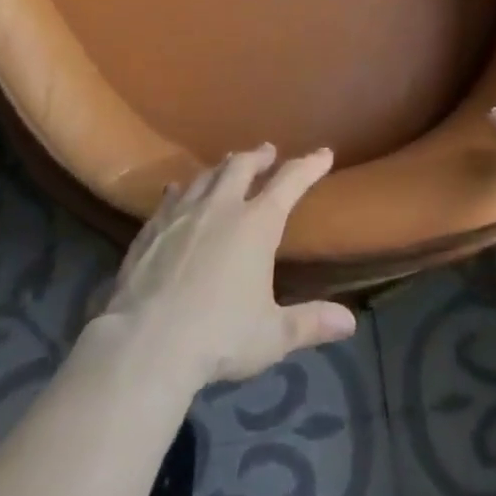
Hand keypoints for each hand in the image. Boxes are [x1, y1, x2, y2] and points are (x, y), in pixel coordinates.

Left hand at [99, 144, 356, 386]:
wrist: (145, 344)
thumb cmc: (218, 337)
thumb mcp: (272, 335)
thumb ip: (311, 323)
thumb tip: (350, 323)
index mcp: (257, 224)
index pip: (290, 182)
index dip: (309, 165)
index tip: (323, 153)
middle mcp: (221, 207)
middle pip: (241, 166)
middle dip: (258, 156)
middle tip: (267, 151)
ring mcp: (182, 214)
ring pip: (205, 176)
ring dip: (221, 167)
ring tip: (227, 165)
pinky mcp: (151, 229)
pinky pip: (171, 197)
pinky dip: (182, 189)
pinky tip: (178, 190)